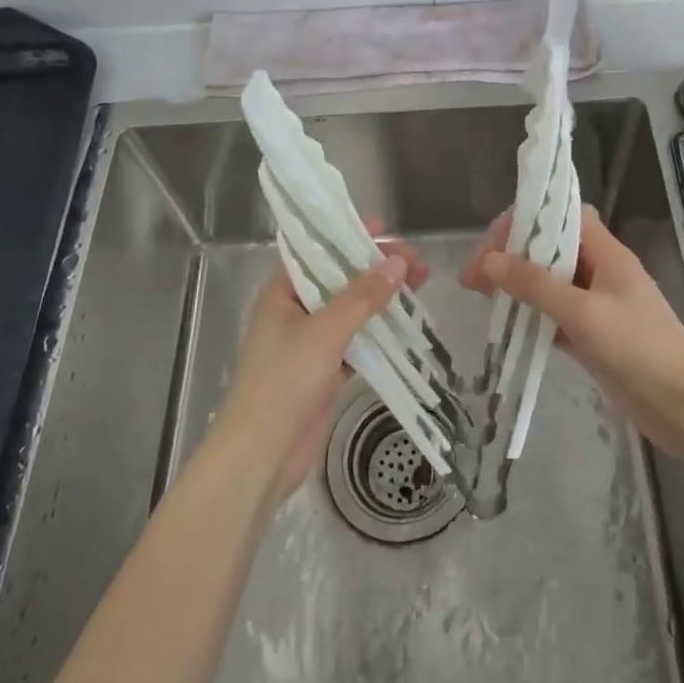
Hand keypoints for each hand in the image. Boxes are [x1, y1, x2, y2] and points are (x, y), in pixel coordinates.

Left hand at [216, 233, 428, 507]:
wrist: (263, 454)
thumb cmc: (284, 381)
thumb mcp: (325, 331)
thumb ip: (362, 297)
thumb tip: (398, 262)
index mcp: (281, 294)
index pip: (316, 252)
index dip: (347, 236)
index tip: (384, 228)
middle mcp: (294, 312)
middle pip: (339, 279)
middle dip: (375, 268)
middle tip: (415, 262)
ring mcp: (310, 343)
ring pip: (351, 310)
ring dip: (381, 299)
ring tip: (419, 285)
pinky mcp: (325, 370)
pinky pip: (357, 341)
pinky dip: (379, 332)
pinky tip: (407, 325)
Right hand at [461, 206, 683, 465]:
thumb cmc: (638, 349)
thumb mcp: (583, 313)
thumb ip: (536, 285)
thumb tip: (489, 260)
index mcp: (607, 254)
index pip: (564, 216)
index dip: (528, 219)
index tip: (493, 241)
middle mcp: (601, 273)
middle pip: (551, 249)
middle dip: (513, 255)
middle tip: (475, 275)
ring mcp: (597, 306)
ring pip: (550, 284)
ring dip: (518, 286)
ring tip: (480, 295)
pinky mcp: (592, 337)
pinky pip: (554, 316)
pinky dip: (531, 317)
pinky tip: (505, 325)